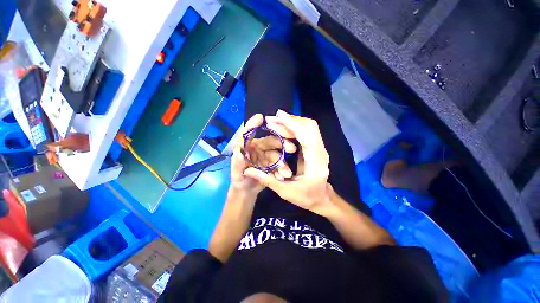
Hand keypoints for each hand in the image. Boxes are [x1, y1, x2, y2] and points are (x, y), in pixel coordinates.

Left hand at [230, 114, 295, 194]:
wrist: (247, 190)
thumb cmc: (239, 179)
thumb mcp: (236, 172)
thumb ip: (237, 163)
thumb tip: (239, 152)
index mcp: (247, 146)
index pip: (249, 133)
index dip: (253, 125)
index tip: (260, 117)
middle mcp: (258, 148)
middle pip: (270, 142)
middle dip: (282, 144)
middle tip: (292, 148)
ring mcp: (267, 156)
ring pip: (277, 155)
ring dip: (283, 163)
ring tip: (286, 173)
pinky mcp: (273, 164)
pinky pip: (279, 165)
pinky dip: (282, 170)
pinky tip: (284, 176)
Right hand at [244, 110, 332, 215]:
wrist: (322, 198)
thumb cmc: (306, 197)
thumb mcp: (285, 192)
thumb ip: (267, 180)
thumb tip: (248, 171)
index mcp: (315, 163)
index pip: (307, 136)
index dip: (292, 124)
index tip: (277, 117)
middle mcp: (321, 152)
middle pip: (310, 127)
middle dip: (291, 120)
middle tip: (272, 119)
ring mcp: (320, 148)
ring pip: (309, 127)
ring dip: (293, 122)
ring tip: (275, 122)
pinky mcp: (317, 147)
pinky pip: (307, 131)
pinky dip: (296, 126)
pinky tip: (284, 128)